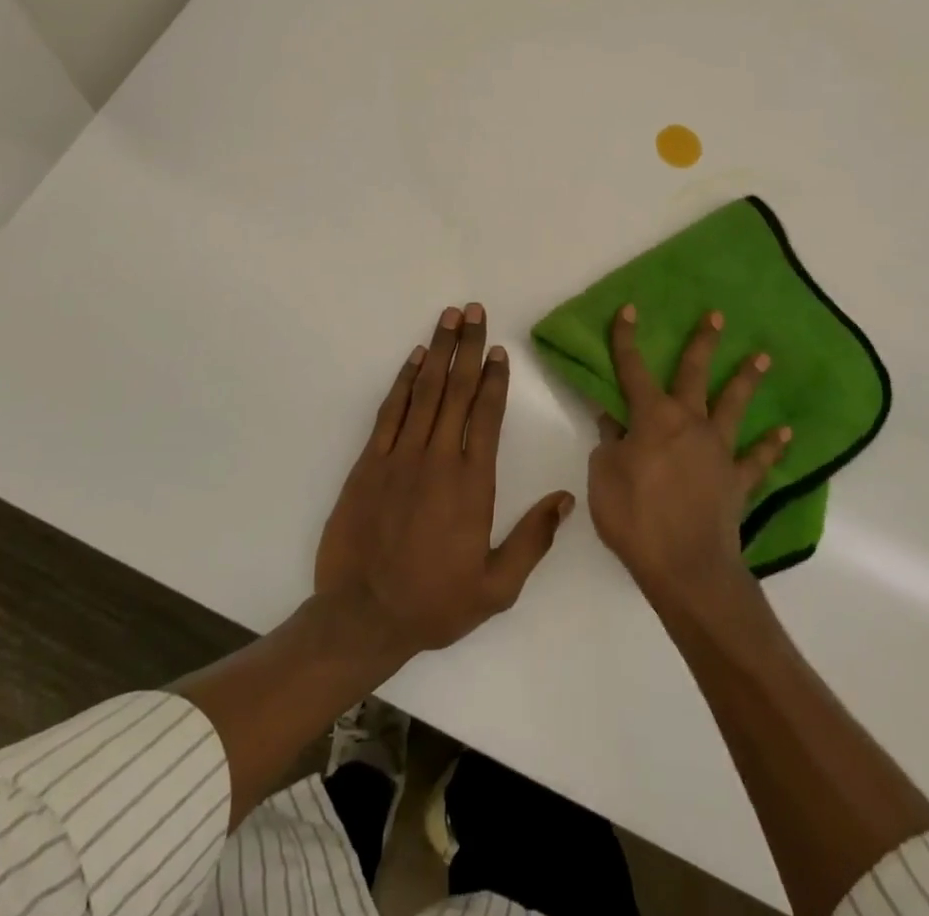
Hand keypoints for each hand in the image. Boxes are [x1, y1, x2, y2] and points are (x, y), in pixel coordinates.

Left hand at [316, 304, 574, 658]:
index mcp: (473, 484)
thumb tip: (566, 499)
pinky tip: (414, 357)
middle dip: (468, 347)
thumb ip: (533, 540)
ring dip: (439, 350)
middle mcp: (439, 459)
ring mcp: (401, 456)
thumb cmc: (434, 603)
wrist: (362, 617)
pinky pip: (391, 411)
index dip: (495, 379)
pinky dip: (403, 380)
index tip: (499, 350)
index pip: (488, 416)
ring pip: (425, 391)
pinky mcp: (370, 462)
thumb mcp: (496, 587)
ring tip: (449, 318)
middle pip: (458, 390)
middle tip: (474, 310)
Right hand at [588, 305, 790, 606]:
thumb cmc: (635, 517)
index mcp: (652, 418)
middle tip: (717, 315)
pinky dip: (771, 446)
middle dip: (703, 342)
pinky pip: (758, 459)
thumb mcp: (603, 476)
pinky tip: (785, 432)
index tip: (629, 309)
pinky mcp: (738, 480)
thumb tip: (612, 417)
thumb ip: (609, 442)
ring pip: (734, 406)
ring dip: (746, 379)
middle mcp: (690, 423)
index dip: (626, 338)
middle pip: (694, 374)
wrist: (686, 567)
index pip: (633, 369)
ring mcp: (718, 450)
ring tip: (763, 357)